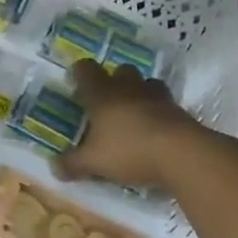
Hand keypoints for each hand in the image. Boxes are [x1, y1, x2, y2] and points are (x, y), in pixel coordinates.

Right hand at [55, 59, 214, 189]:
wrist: (183, 155)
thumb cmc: (129, 151)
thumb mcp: (94, 162)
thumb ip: (73, 164)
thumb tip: (53, 168)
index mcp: (102, 94)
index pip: (86, 69)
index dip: (79, 73)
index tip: (76, 85)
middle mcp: (128, 89)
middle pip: (120, 70)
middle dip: (113, 81)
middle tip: (106, 101)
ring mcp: (157, 98)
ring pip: (146, 83)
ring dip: (139, 93)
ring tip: (134, 112)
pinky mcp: (180, 111)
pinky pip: (166, 104)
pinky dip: (159, 112)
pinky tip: (155, 130)